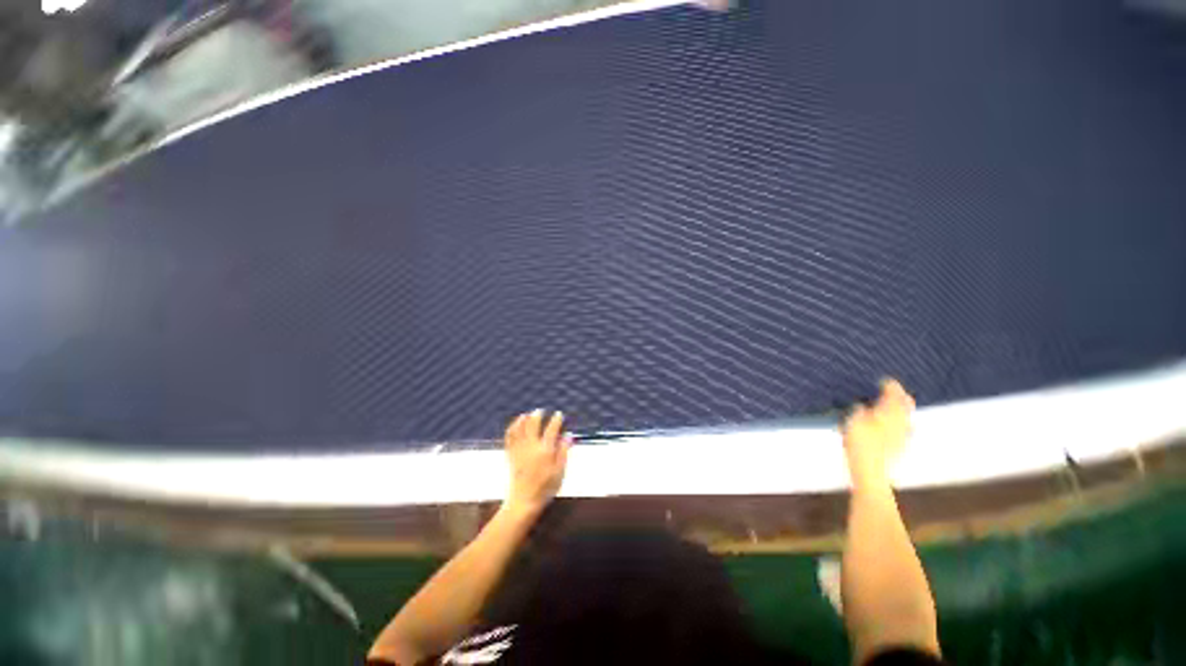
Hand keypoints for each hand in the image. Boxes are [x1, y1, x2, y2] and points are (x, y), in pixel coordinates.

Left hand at [503, 410, 570, 515]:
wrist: (524, 501)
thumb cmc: (546, 487)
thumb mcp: (560, 471)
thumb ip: (564, 451)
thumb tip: (568, 435)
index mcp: (545, 450)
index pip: (552, 429)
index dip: (556, 420)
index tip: (559, 414)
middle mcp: (532, 446)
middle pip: (533, 425)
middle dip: (537, 416)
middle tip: (541, 410)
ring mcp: (520, 449)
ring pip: (520, 429)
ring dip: (523, 419)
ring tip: (527, 414)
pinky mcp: (511, 455)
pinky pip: (510, 437)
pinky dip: (512, 428)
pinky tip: (515, 425)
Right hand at [842, 379, 914, 488]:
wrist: (871, 472)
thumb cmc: (860, 444)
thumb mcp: (853, 421)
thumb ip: (860, 410)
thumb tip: (863, 406)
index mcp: (891, 413)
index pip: (894, 394)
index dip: (890, 385)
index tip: (885, 380)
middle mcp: (902, 422)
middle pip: (905, 405)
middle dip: (899, 397)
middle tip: (891, 391)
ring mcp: (903, 436)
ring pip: (905, 417)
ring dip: (899, 410)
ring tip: (888, 406)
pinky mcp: (901, 447)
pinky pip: (902, 429)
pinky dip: (897, 422)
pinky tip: (889, 426)